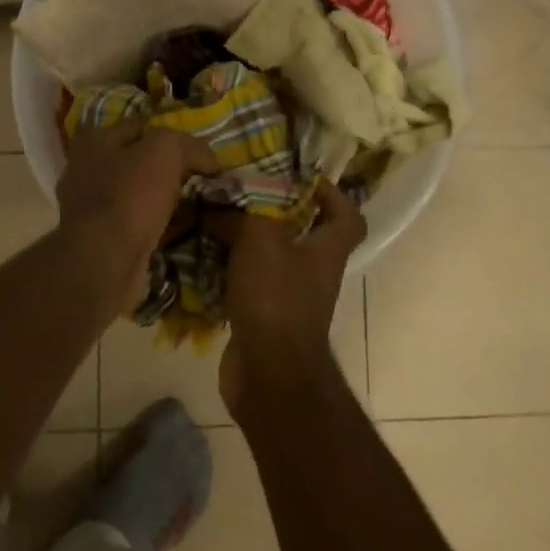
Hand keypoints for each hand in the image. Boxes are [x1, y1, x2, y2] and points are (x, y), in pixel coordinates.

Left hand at [55, 118, 220, 310]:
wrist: (105, 262)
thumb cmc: (130, 195)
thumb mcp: (165, 151)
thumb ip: (188, 145)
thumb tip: (209, 158)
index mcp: (95, 142)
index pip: (143, 127)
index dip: (175, 135)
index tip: (203, 151)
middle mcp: (87, 171)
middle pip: (140, 162)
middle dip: (172, 169)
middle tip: (204, 177)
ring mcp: (91, 209)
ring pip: (140, 195)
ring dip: (167, 199)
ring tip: (199, 203)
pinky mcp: (102, 240)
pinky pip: (139, 224)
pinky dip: (160, 225)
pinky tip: (184, 228)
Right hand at [218, 180, 367, 416]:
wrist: (269, 372)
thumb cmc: (276, 296)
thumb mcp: (260, 237)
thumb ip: (242, 213)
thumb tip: (218, 206)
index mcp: (327, 249)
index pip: (348, 216)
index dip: (332, 194)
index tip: (300, 178)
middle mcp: (313, 272)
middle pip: (301, 234)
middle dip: (271, 213)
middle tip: (238, 194)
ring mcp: (289, 298)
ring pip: (267, 258)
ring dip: (242, 241)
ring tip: (211, 220)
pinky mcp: (263, 318)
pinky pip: (245, 284)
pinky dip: (226, 271)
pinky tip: (201, 258)